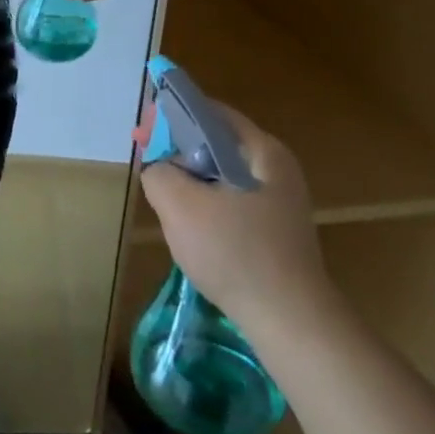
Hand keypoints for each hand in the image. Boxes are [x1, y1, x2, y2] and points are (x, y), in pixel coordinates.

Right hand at [141, 103, 331, 338]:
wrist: (290, 321)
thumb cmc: (235, 253)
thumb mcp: (179, 205)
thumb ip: (158, 172)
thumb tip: (159, 168)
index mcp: (262, 151)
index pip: (209, 112)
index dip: (171, 116)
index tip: (143, 135)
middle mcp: (277, 168)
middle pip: (215, 142)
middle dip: (177, 150)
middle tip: (148, 167)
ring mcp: (280, 200)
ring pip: (220, 173)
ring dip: (189, 179)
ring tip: (165, 200)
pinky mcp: (276, 228)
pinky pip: (230, 199)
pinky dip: (206, 202)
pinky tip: (191, 227)